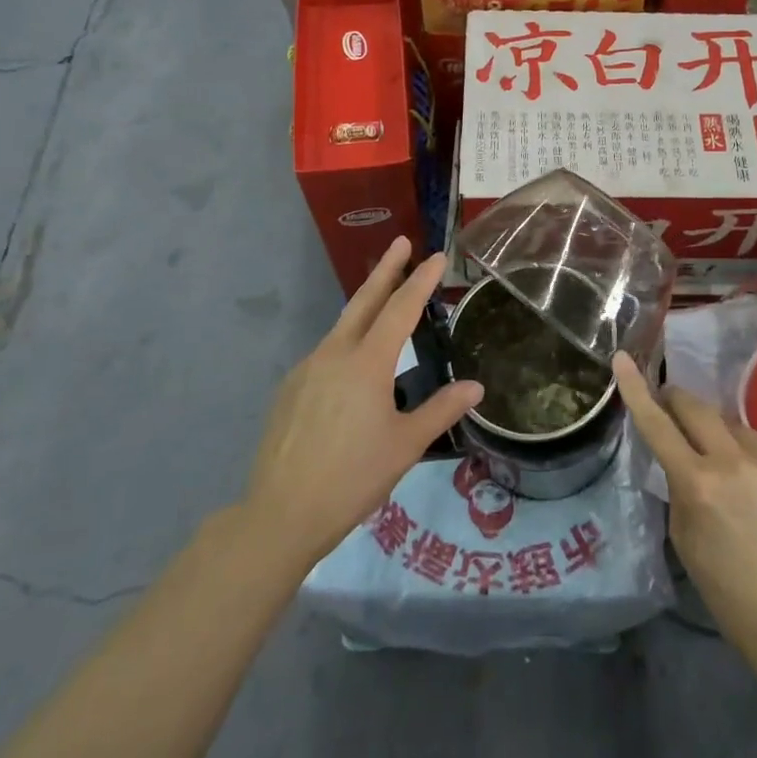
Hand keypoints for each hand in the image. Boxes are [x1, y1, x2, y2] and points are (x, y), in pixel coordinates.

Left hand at [244, 239, 481, 568]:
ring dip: (366, 305)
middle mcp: (334, 354)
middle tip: (402, 242)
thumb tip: (476, 387)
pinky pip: (326, 353)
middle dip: (386, 269)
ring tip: (384, 300)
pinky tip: (354, 365)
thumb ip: (442, 410)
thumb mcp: (406, 445)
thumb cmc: (352, 478)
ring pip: (343, 326)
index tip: (435, 256)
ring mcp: (307, 369)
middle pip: (364, 301)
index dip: (421, 281)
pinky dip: (347, 342)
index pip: (400, 309)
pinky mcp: (290, 389)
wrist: (280, 514)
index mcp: (367, 363)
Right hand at [614, 355, 756, 654]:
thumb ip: (679, 483)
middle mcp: (736, 463)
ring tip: (736, 476)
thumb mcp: (684, 533)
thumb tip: (680, 449)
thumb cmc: (725, 583)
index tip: (623, 358)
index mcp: (699, 484)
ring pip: (738, 430)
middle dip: (679, 400)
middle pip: (699, 408)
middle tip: (672, 403)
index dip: (637, 389)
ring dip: (727, 441)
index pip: (658, 425)